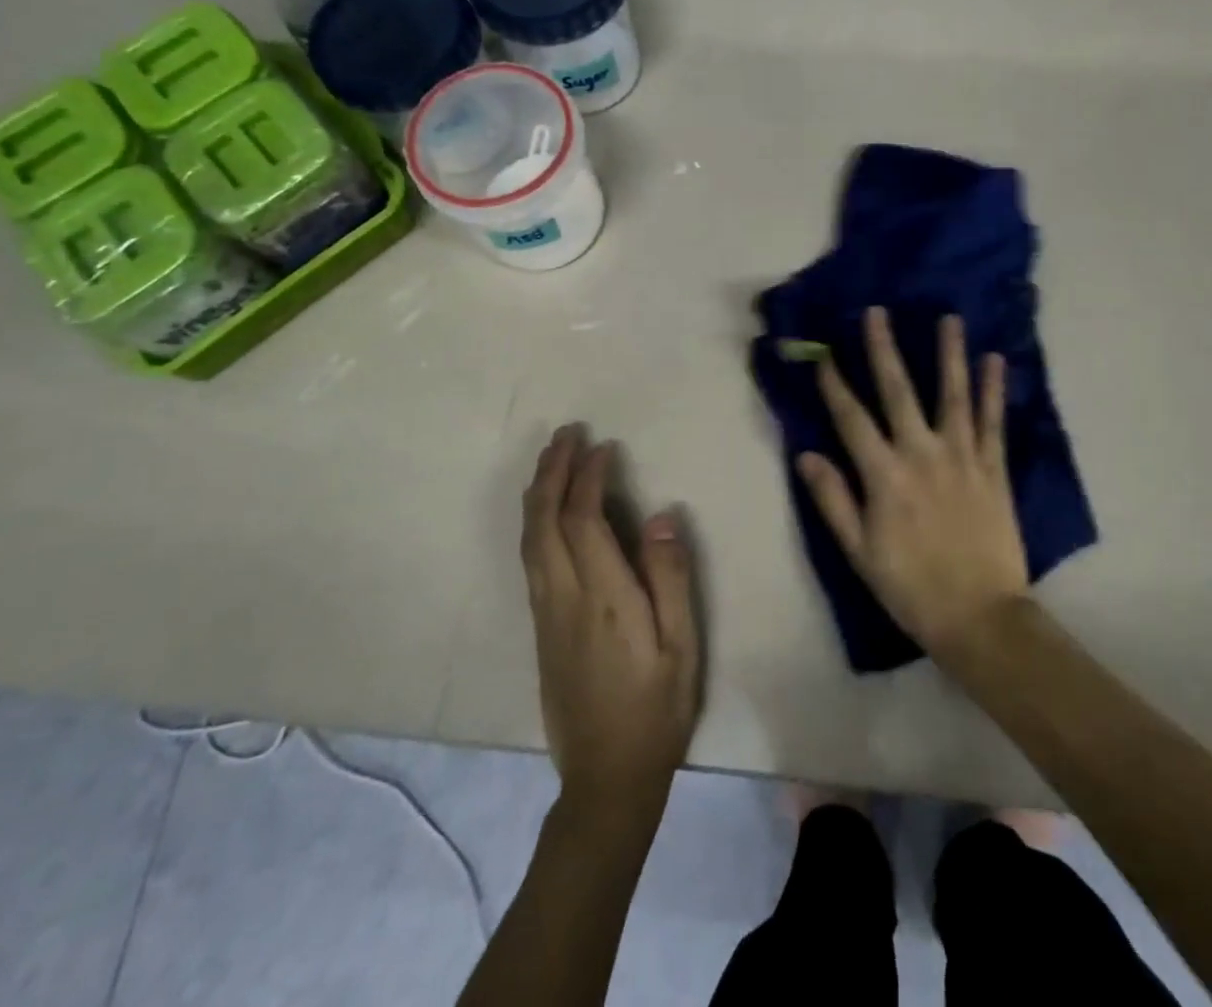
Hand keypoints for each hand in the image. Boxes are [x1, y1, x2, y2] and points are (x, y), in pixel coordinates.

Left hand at [521, 427, 701, 819]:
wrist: (606, 779)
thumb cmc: (656, 710)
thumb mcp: (682, 646)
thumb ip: (670, 578)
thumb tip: (659, 516)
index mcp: (603, 598)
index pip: (584, 519)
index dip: (589, 477)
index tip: (604, 446)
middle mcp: (564, 598)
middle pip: (544, 521)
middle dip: (552, 471)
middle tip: (566, 432)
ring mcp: (545, 614)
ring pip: (529, 539)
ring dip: (538, 492)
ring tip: (552, 458)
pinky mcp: (540, 628)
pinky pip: (530, 558)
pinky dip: (535, 521)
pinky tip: (546, 511)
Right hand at [797, 308, 1030, 664]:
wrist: (979, 616)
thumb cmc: (910, 587)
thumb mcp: (859, 552)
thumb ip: (833, 499)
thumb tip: (806, 455)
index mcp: (884, 476)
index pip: (851, 418)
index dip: (834, 384)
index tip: (823, 353)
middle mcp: (921, 454)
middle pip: (898, 391)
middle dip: (884, 349)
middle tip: (878, 312)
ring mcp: (962, 457)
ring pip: (952, 395)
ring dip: (948, 354)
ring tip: (949, 318)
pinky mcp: (993, 468)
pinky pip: (992, 421)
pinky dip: (993, 389)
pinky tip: (995, 360)